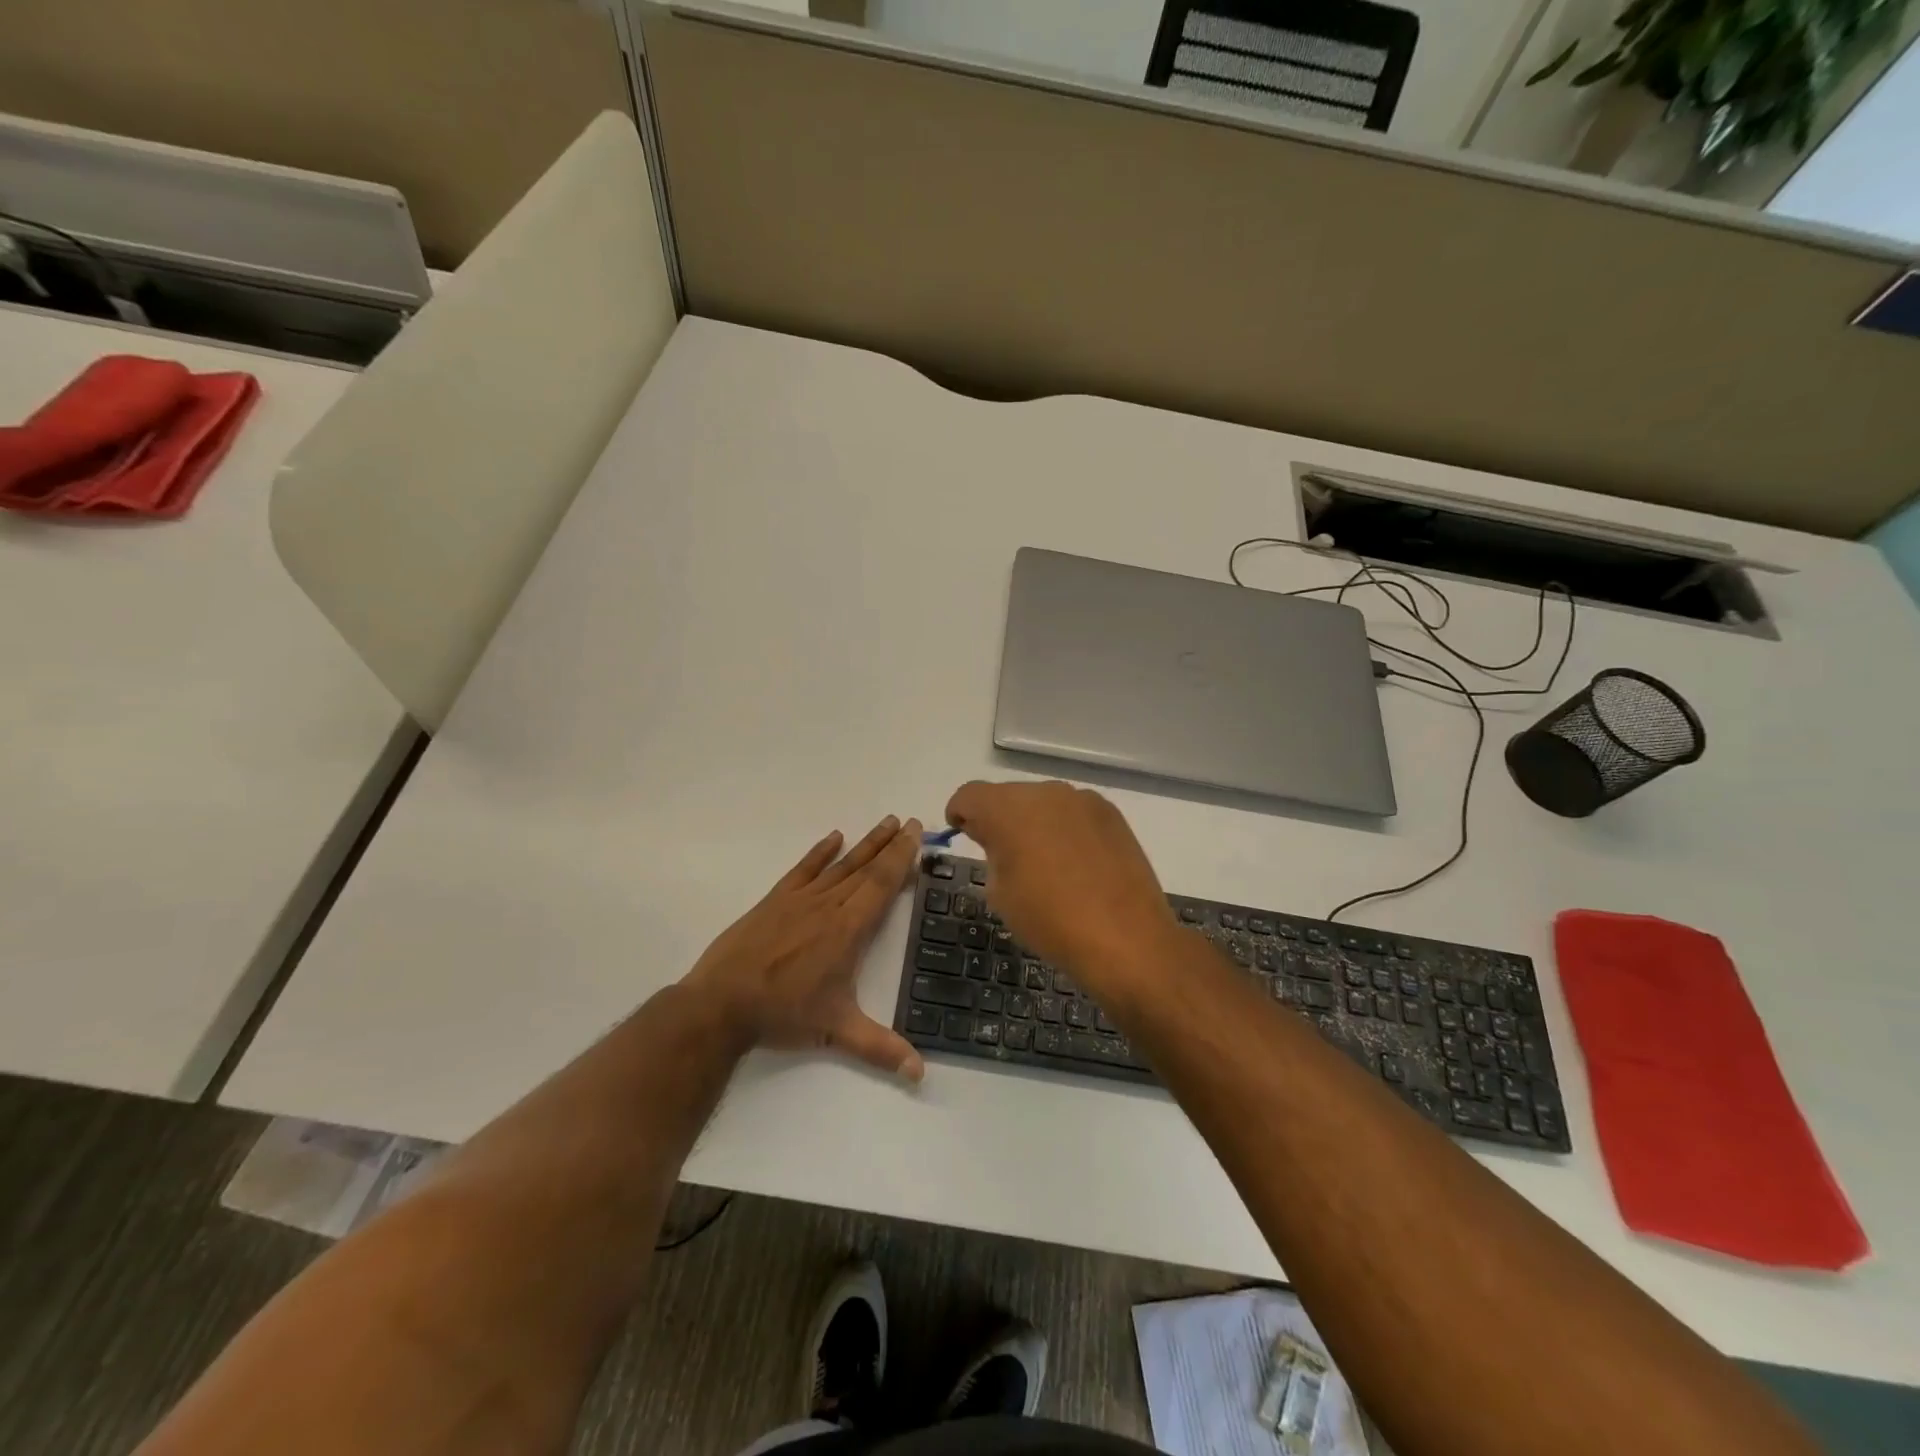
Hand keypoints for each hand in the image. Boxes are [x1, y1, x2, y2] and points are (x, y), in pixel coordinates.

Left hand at [684, 816, 925, 1081]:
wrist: (721, 1002)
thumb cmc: (783, 1013)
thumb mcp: (836, 1030)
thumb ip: (880, 1047)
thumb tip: (920, 1073)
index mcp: (848, 929)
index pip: (882, 884)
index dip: (902, 858)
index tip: (917, 834)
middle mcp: (828, 905)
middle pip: (866, 868)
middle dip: (891, 845)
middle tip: (911, 821)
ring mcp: (800, 899)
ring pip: (840, 865)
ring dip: (865, 843)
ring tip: (886, 822)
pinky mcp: (775, 900)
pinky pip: (804, 869)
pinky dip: (820, 852)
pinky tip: (834, 837)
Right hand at [945, 781, 1178, 993]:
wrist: (1126, 939)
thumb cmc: (1050, 921)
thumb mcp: (1001, 893)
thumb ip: (993, 855)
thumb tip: (1002, 842)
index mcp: (1008, 809)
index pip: (969, 795)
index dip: (960, 813)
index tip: (962, 834)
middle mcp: (1045, 792)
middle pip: (1008, 795)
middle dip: (999, 819)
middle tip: (1002, 855)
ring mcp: (1083, 800)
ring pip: (1044, 802)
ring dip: (1034, 822)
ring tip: (1043, 862)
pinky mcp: (1112, 814)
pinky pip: (1074, 813)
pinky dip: (1065, 829)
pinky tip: (1075, 864)